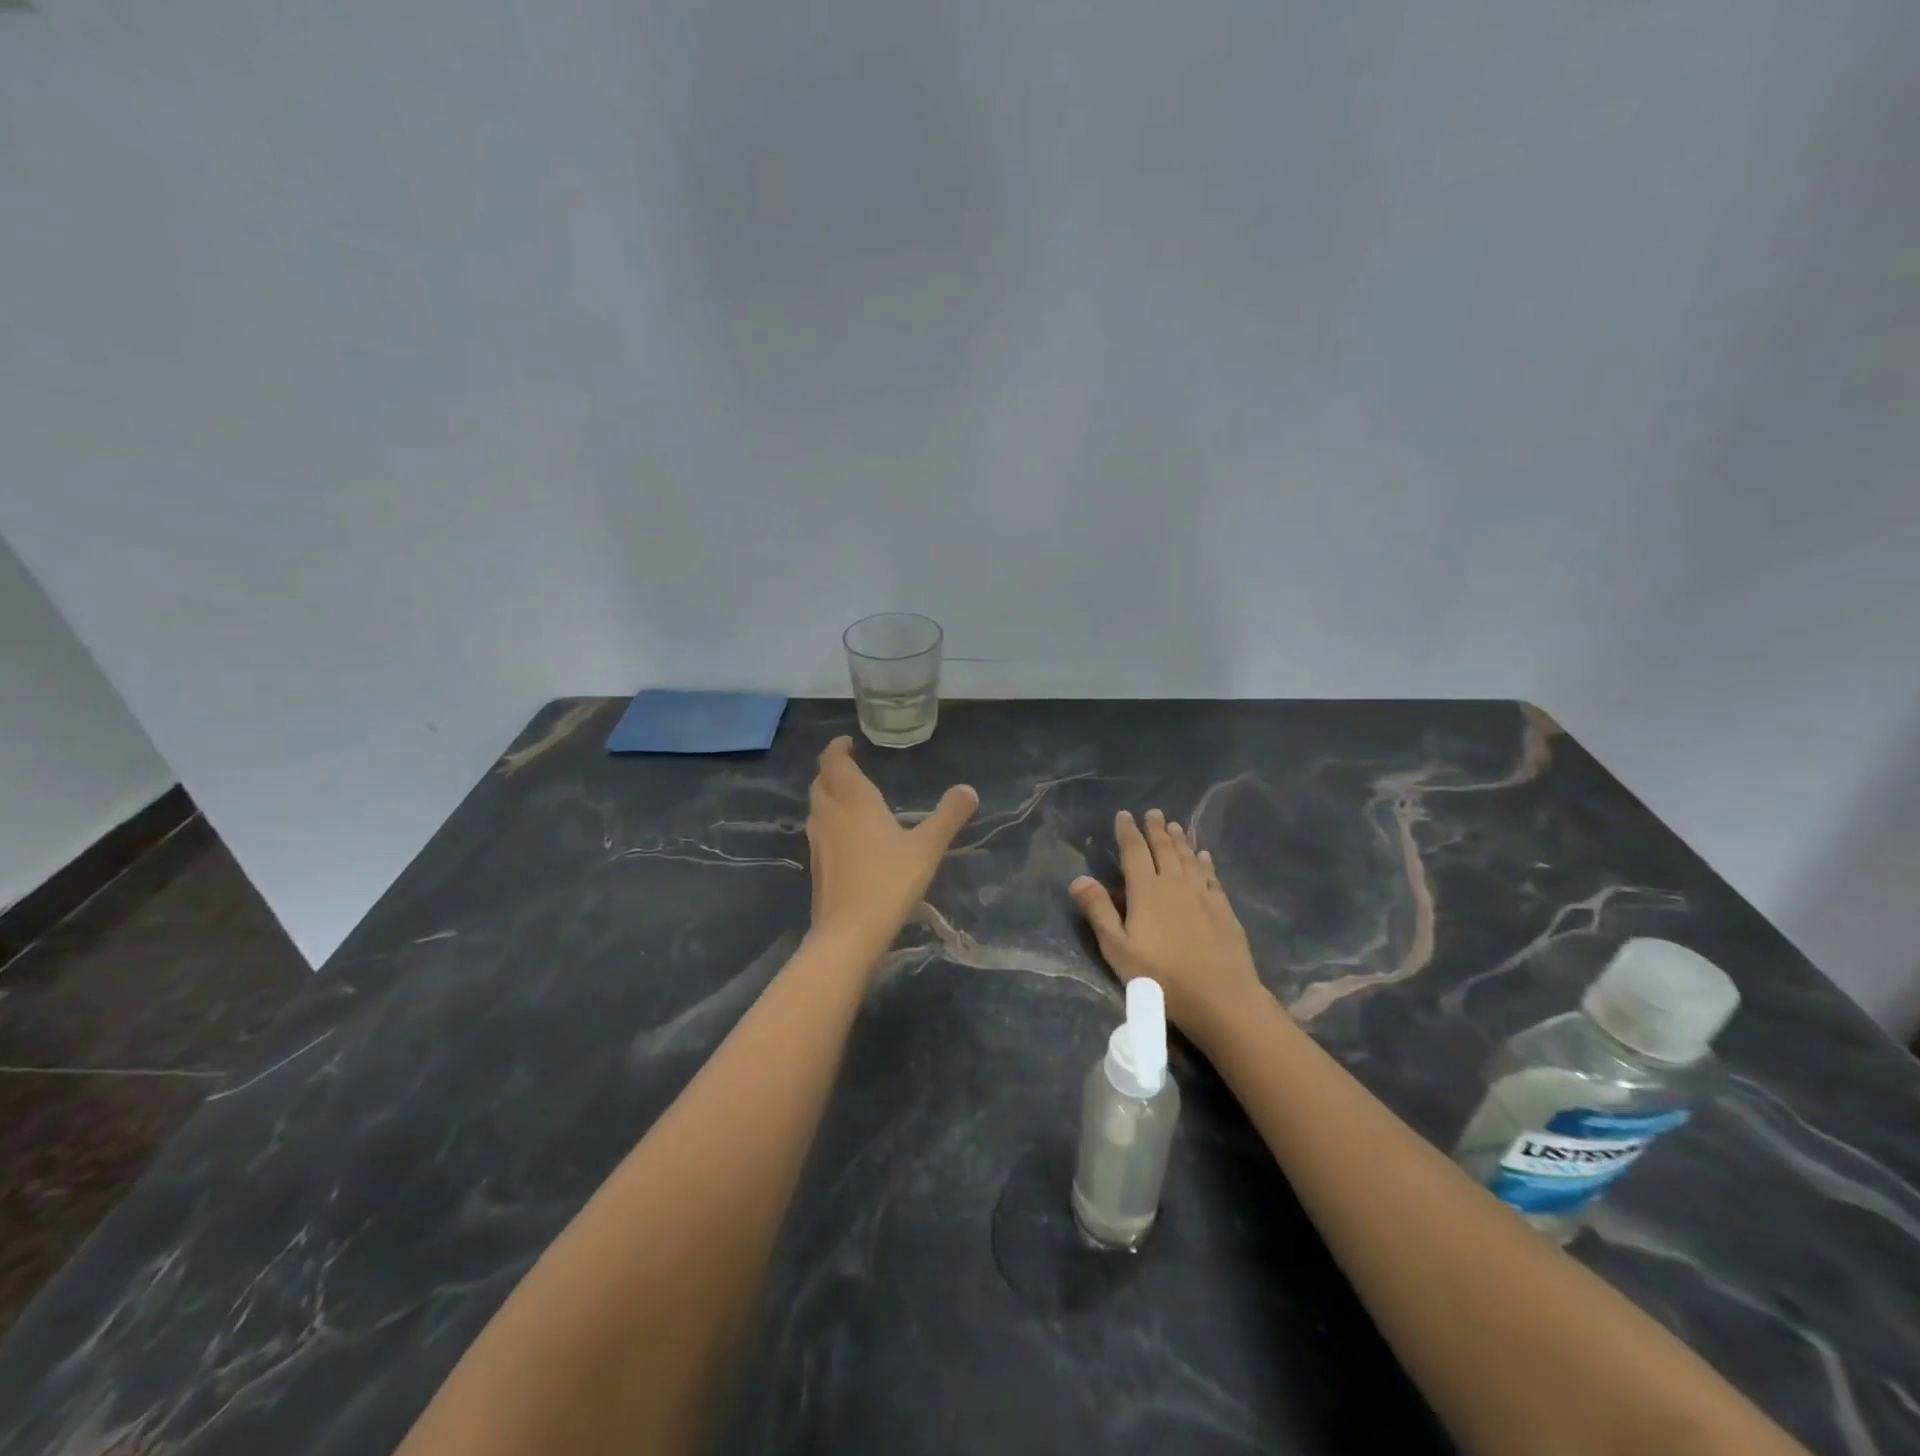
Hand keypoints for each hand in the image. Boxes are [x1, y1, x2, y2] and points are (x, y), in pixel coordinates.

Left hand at [805, 736, 978, 962]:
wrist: (849, 932)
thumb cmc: (889, 881)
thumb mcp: (927, 847)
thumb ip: (948, 816)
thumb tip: (969, 790)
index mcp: (854, 800)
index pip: (834, 762)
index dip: (837, 748)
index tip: (847, 742)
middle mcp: (830, 814)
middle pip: (821, 782)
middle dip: (832, 770)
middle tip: (850, 768)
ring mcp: (818, 842)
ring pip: (817, 808)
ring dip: (828, 796)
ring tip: (849, 799)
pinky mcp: (816, 867)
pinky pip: (819, 832)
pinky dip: (829, 823)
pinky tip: (847, 839)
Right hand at [1071, 809, 1264, 1039]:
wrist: (1221, 997)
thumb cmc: (1161, 976)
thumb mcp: (1118, 949)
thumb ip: (1099, 911)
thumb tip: (1078, 878)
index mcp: (1146, 890)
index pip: (1134, 852)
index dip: (1128, 832)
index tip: (1124, 814)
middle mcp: (1175, 883)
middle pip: (1164, 849)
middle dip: (1156, 829)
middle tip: (1153, 812)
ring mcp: (1203, 894)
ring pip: (1189, 858)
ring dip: (1180, 840)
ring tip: (1175, 825)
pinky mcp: (1223, 908)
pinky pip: (1211, 875)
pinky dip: (1205, 862)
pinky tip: (1204, 856)